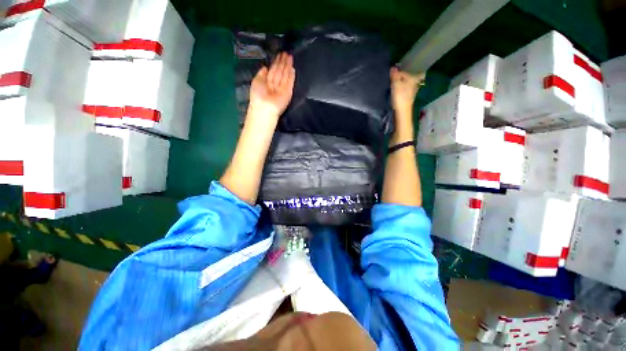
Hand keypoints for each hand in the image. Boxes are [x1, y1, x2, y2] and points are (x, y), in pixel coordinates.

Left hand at [249, 52, 295, 120]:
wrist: (265, 107)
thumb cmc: (258, 95)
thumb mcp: (256, 81)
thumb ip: (261, 74)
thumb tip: (265, 67)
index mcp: (266, 82)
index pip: (273, 71)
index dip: (276, 63)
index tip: (279, 55)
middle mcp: (275, 85)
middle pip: (280, 72)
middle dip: (283, 62)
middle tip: (286, 53)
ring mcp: (282, 89)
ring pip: (285, 75)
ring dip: (287, 66)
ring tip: (290, 56)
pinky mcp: (288, 92)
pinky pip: (290, 82)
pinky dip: (291, 76)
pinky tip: (293, 68)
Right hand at [390, 67, 424, 117]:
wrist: (402, 111)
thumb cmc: (400, 96)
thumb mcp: (396, 84)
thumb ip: (395, 75)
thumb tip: (393, 67)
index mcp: (413, 78)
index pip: (405, 71)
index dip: (399, 72)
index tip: (392, 75)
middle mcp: (415, 83)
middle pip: (409, 77)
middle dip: (403, 76)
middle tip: (395, 78)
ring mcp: (413, 90)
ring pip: (407, 83)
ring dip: (402, 83)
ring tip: (394, 84)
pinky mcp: (409, 97)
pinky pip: (405, 89)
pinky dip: (402, 89)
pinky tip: (396, 91)